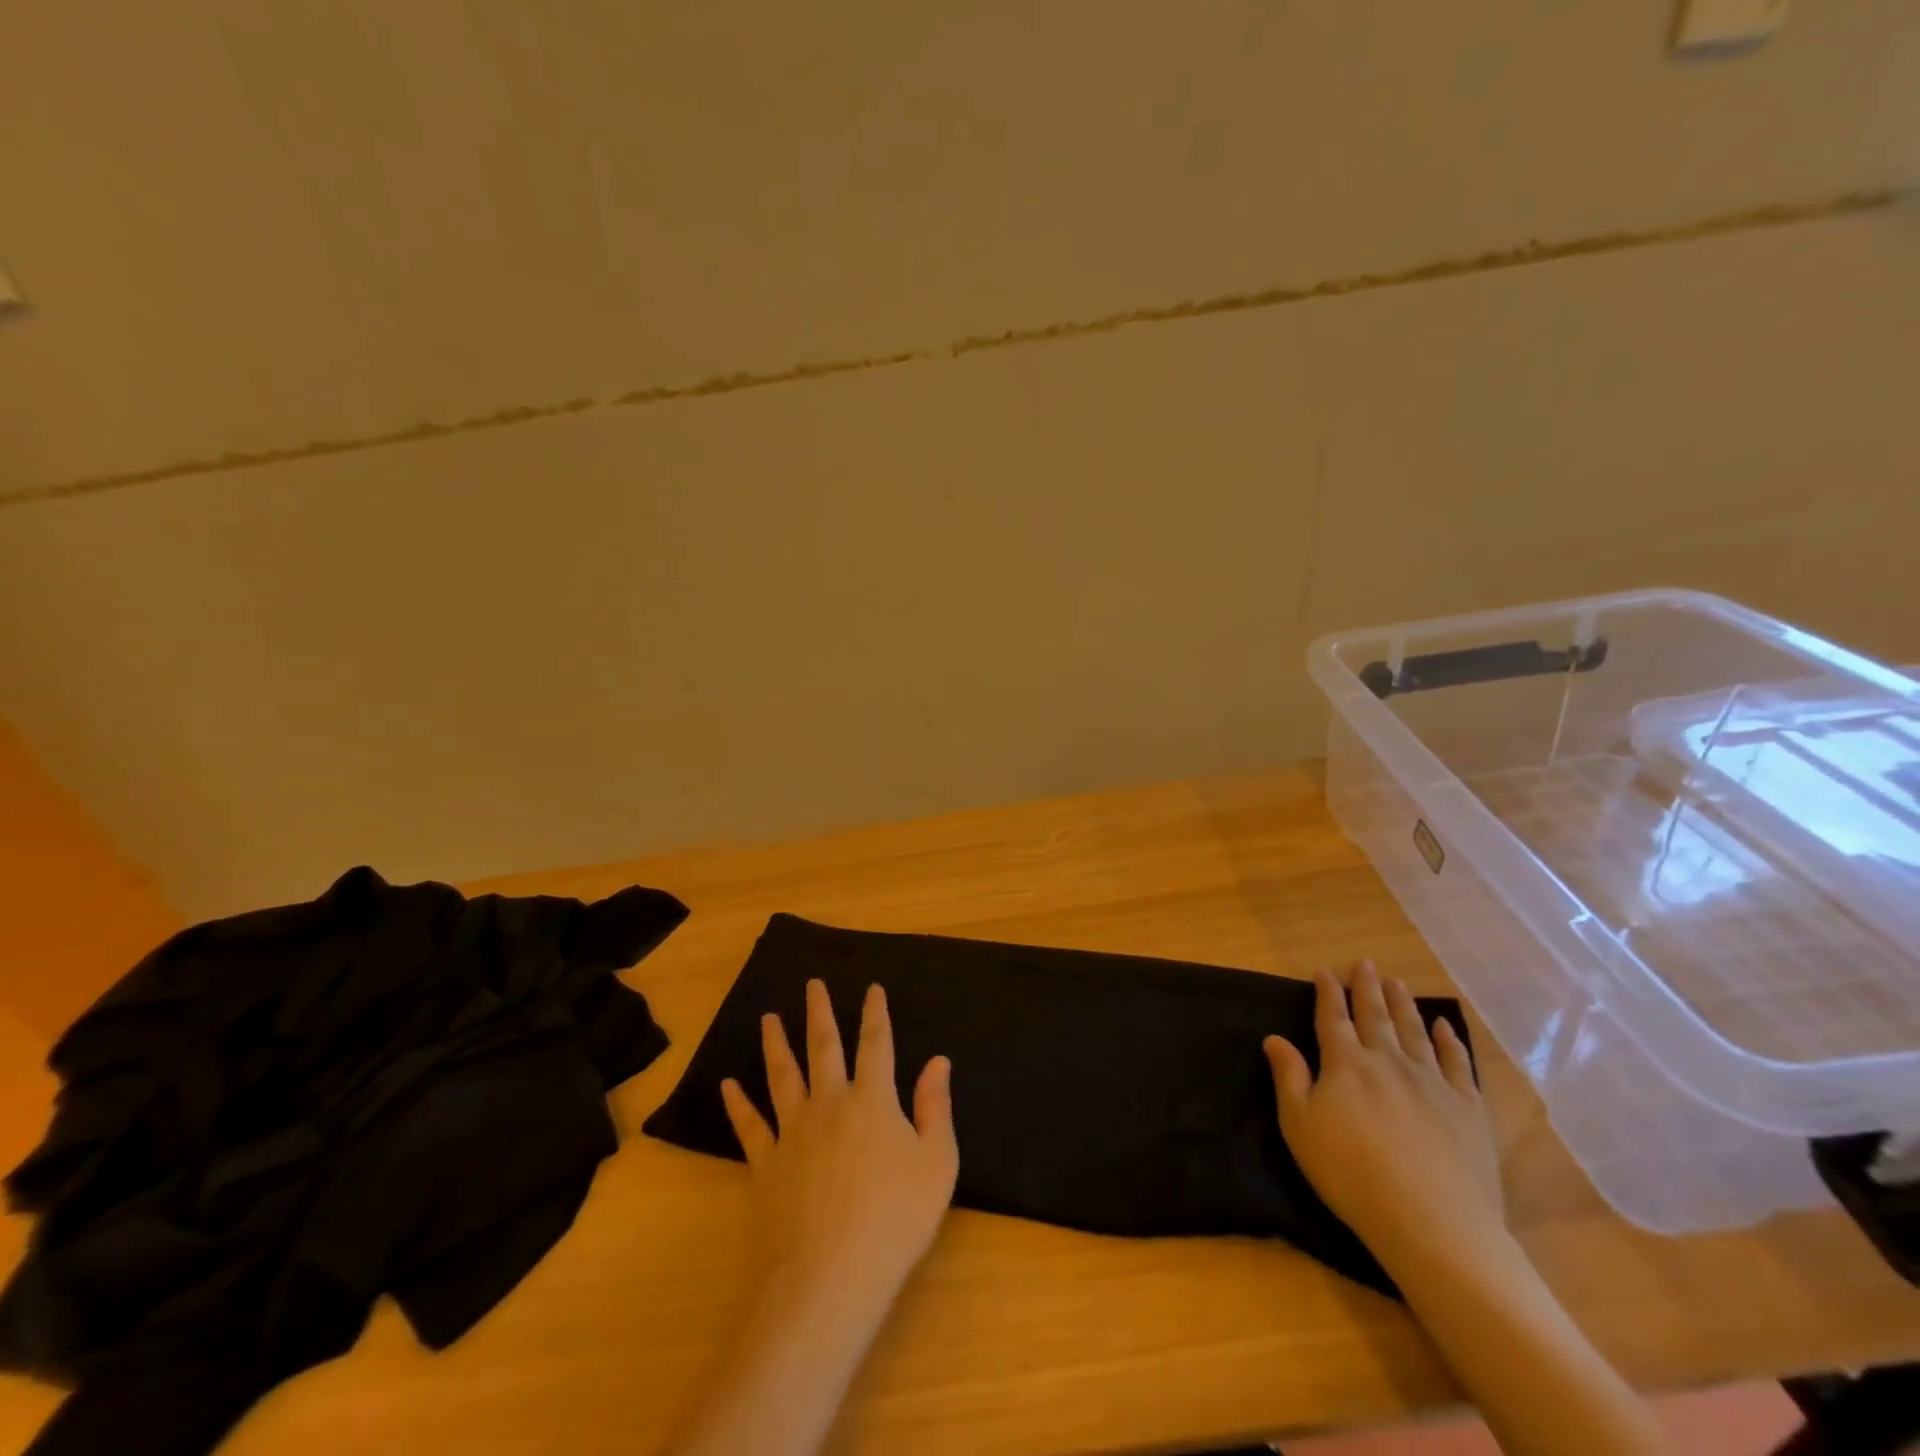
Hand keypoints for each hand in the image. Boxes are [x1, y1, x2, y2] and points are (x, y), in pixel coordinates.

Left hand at [721, 980, 957, 1302]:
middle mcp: (829, 1103)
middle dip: (820, 1012)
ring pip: (782, 1075)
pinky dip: (738, 1103)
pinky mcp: (765, 1163)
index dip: (875, 1014)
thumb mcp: (936, 1164)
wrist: (828, 1277)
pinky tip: (729, 1085)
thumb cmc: (894, 1219)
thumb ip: (935, 1108)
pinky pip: (750, 1125)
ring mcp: (792, 1131)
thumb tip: (938, 1061)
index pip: (876, 1044)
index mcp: (873, 1100)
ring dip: (775, 1043)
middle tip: (812, 983)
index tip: (871, 988)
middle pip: (823, 1047)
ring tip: (768, 1018)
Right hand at [1264, 960, 1501, 1264]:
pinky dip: (1449, 1041)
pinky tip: (1444, 1026)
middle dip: (1366, 987)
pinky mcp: (1467, 1107)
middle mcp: (1387, 1061)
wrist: (1431, 1220)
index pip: (1332, 1018)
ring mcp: (1431, 1081)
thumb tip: (1274, 1038)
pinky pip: (1457, 1063)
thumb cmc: (1351, 1173)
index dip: (1327, 993)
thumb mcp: (1300, 1126)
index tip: (1324, 971)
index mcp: (1346, 1064)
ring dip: (1403, 1004)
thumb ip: (1289, 1077)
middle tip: (1365, 963)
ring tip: (1396, 982)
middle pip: (1374, 1015)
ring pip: (1414, 1031)